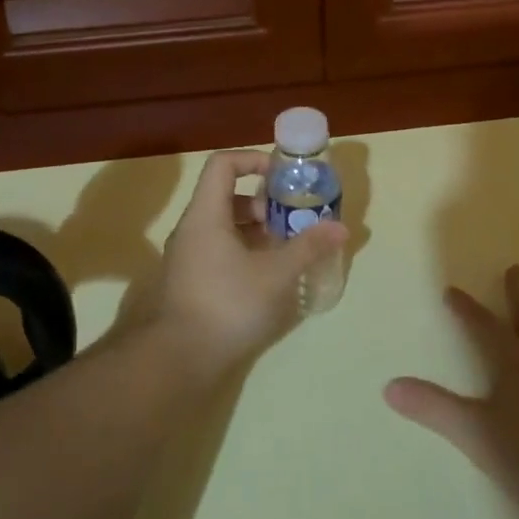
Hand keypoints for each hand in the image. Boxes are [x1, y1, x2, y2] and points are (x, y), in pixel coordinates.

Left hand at [129, 150, 345, 381]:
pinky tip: (268, 278)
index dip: (254, 160)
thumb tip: (341, 227)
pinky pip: (219, 252)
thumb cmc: (227, 304)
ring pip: (225, 228)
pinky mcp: (190, 282)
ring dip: (257, 231)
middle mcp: (192, 229)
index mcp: (206, 214)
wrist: (177, 358)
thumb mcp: (276, 274)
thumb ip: (308, 247)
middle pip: (227, 197)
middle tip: (293, 221)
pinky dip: (245, 253)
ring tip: (287, 250)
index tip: (283, 177)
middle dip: (264, 203)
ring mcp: (188, 257)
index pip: (223, 164)